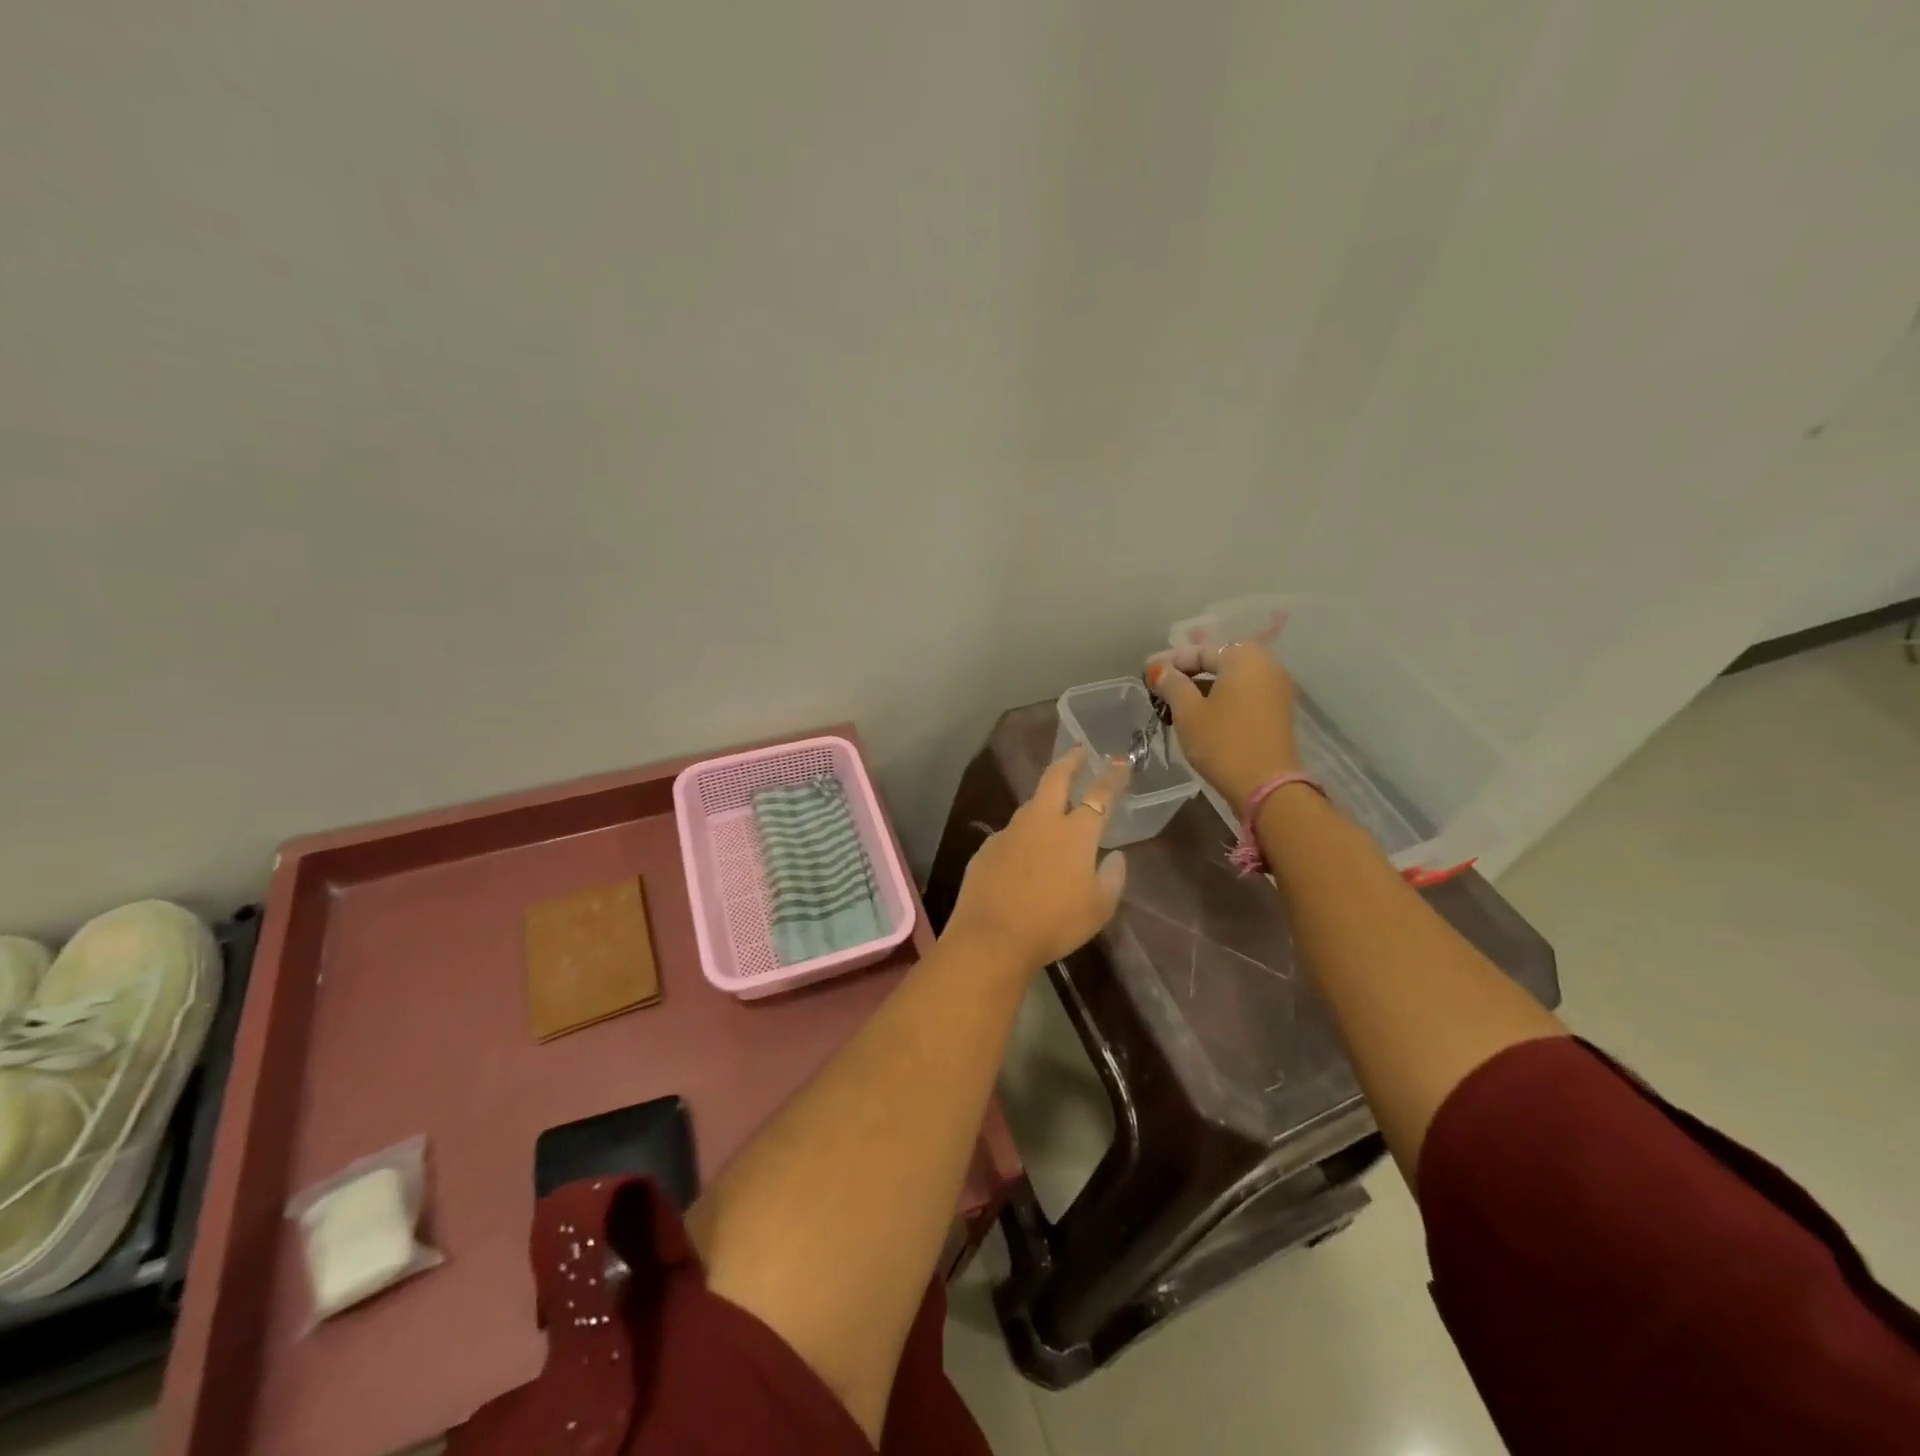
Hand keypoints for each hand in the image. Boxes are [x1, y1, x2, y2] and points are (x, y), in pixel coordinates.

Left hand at [945, 748, 1129, 971]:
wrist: (992, 937)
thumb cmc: (1054, 924)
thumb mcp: (1098, 909)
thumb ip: (1112, 878)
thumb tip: (1115, 856)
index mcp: (1075, 833)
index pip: (1099, 795)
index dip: (1112, 776)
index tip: (1120, 761)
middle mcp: (1041, 822)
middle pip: (1055, 779)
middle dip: (1069, 761)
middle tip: (1078, 751)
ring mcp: (1010, 832)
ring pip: (1031, 806)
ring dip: (1044, 799)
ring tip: (1053, 805)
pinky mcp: (987, 848)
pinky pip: (1011, 834)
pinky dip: (1023, 836)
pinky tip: (1023, 854)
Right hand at [1148, 642, 1300, 816]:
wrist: (1266, 786)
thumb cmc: (1222, 742)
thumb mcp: (1188, 712)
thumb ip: (1172, 684)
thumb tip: (1161, 670)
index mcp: (1244, 658)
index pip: (1201, 651)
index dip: (1171, 662)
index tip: (1148, 673)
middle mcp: (1266, 665)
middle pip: (1219, 663)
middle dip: (1189, 674)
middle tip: (1161, 687)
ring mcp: (1277, 689)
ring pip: (1232, 680)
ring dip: (1204, 688)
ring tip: (1176, 704)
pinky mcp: (1278, 712)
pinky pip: (1244, 695)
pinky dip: (1222, 700)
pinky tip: (1200, 715)